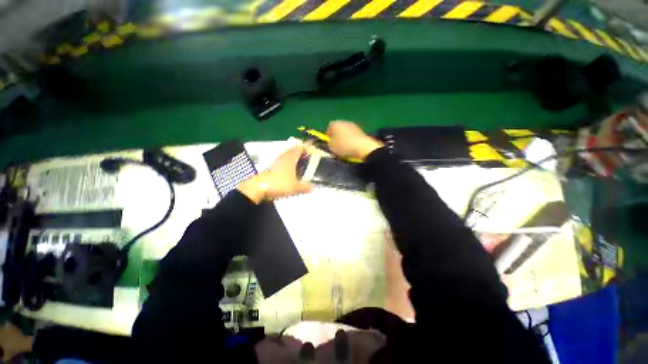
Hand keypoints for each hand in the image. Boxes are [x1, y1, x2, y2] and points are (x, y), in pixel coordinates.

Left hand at [237, 145, 312, 203]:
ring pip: (286, 156)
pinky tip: (288, 172)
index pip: (299, 148)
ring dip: (292, 158)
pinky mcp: (271, 167)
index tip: (311, 152)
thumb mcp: (295, 187)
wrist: (259, 187)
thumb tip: (313, 188)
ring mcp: (276, 162)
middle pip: (292, 150)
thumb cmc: (279, 184)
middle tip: (306, 158)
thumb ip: (305, 187)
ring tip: (298, 165)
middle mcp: (283, 157)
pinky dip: (286, 164)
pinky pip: (281, 162)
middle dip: (299, 153)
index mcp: (291, 158)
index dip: (306, 148)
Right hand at [326, 121, 383, 160]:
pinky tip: (351, 147)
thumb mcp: (331, 147)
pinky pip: (352, 135)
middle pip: (338, 128)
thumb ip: (329, 143)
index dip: (328, 135)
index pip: (329, 127)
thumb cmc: (344, 146)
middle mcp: (344, 122)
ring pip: (345, 132)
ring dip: (344, 138)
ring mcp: (353, 126)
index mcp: (335, 124)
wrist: (362, 147)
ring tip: (344, 148)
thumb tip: (331, 142)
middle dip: (336, 136)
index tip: (329, 142)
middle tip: (336, 145)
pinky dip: (350, 140)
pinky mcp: (361, 131)